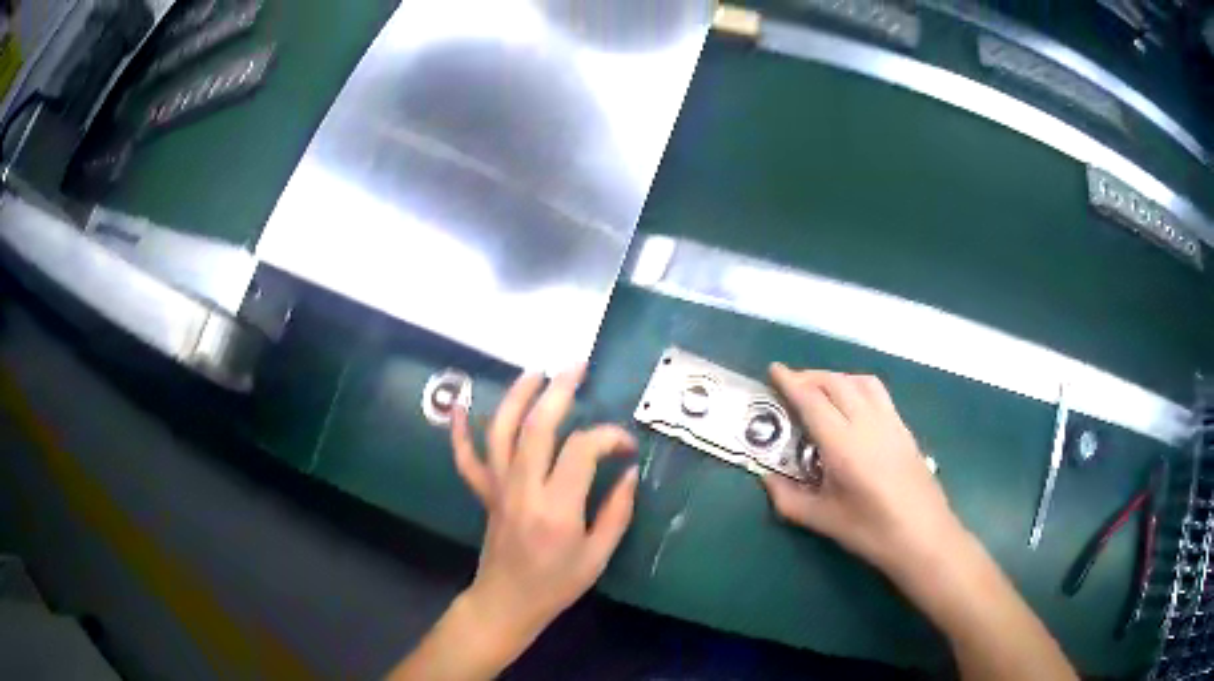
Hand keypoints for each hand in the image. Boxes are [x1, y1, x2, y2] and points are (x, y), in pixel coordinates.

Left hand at [450, 365, 639, 653]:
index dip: (608, 437)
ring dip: (516, 396)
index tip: (626, 445)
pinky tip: (461, 403)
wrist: (507, 601)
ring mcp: (498, 488)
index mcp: (557, 508)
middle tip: (577, 367)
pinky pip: (466, 457)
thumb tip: (628, 470)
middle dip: (558, 391)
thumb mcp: (598, 555)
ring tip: (535, 372)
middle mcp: (523, 490)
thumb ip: (617, 511)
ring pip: (501, 432)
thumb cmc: (557, 584)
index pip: (581, 450)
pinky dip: (460, 429)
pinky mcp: (484, 492)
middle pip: (537, 427)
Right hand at [762, 364, 963, 575]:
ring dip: (835, 378)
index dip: (791, 382)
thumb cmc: (873, 532)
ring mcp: (890, 422)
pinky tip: (852, 405)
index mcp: (844, 445)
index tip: (773, 370)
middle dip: (809, 376)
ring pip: (860, 381)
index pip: (812, 400)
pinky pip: (877, 392)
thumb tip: (767, 479)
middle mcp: (867, 423)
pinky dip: (856, 386)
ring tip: (819, 390)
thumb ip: (789, 499)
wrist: (925, 536)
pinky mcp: (904, 427)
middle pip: (836, 383)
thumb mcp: (824, 520)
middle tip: (789, 384)